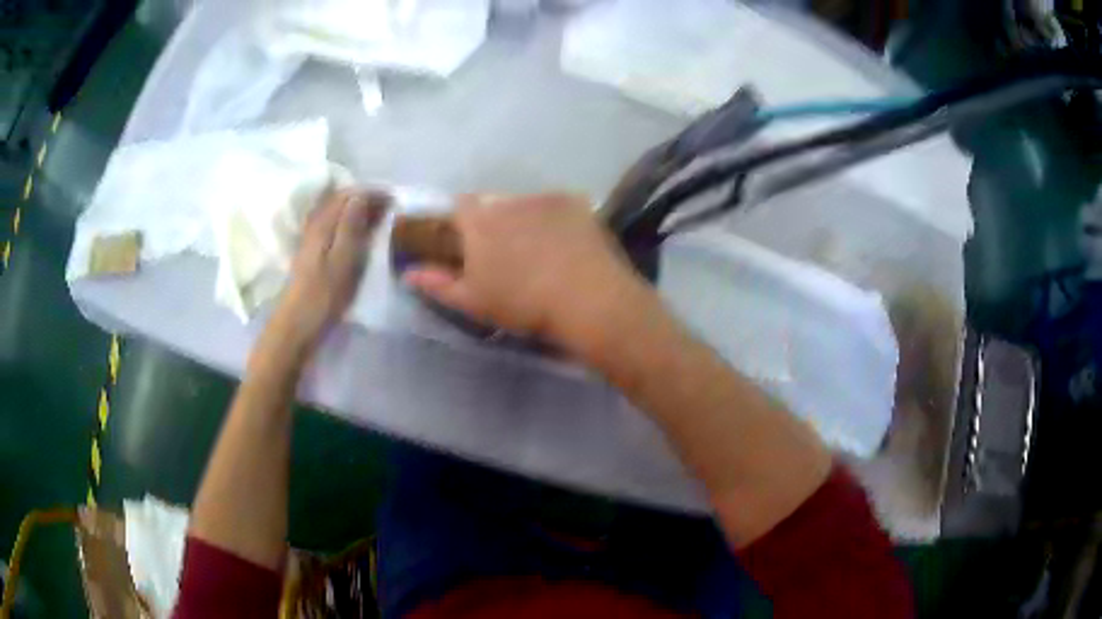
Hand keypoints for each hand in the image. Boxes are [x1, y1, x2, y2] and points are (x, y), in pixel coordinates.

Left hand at [270, 189, 386, 352]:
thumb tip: (361, 194)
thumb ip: (350, 225)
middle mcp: (315, 224)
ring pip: (336, 212)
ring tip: (379, 220)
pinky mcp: (312, 252)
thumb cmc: (323, 295)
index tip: (394, 201)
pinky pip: (333, 225)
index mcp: (323, 223)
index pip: (349, 195)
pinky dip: (349, 224)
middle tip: (390, 209)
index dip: (372, 194)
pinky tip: (359, 235)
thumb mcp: (343, 260)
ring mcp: (311, 238)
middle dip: (366, 199)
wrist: (297, 324)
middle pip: (341, 200)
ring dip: (357, 211)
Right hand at [403, 193, 647, 351]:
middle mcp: (508, 199)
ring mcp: (544, 197)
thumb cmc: (522, 304)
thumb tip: (407, 273)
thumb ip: (436, 284)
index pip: (458, 206)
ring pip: (524, 203)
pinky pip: (556, 205)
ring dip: (524, 218)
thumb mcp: (472, 301)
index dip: (460, 223)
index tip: (468, 245)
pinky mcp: (575, 202)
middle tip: (506, 253)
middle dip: (493, 221)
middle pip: (492, 203)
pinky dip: (555, 219)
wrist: (587, 299)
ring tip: (540, 250)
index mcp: (478, 220)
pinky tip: (566, 245)